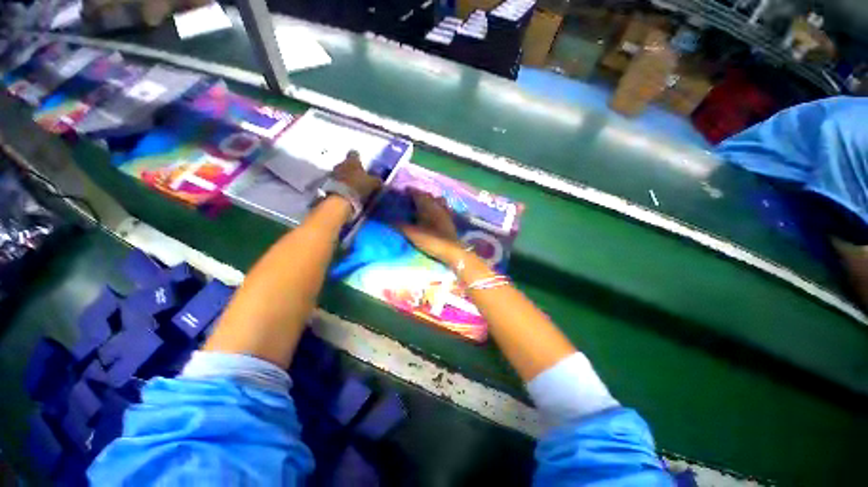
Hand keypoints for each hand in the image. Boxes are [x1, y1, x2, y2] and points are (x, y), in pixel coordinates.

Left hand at [332, 150, 381, 200]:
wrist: (340, 198)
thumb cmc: (359, 186)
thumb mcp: (373, 183)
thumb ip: (377, 180)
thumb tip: (379, 180)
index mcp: (352, 160)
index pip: (354, 154)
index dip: (358, 158)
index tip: (361, 163)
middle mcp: (340, 163)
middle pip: (346, 164)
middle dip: (351, 169)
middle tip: (357, 177)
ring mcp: (332, 174)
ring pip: (340, 173)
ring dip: (345, 178)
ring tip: (351, 186)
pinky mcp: (327, 184)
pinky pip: (336, 182)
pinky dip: (340, 186)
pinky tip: (346, 192)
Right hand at [399, 188, 462, 264]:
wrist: (452, 251)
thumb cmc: (431, 240)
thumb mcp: (412, 233)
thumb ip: (400, 225)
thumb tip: (388, 218)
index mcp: (427, 206)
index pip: (418, 193)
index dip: (411, 191)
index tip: (404, 190)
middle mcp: (437, 205)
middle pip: (428, 195)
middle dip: (420, 194)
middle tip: (411, 198)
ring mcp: (446, 212)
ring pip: (438, 200)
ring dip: (430, 200)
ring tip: (423, 204)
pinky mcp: (450, 220)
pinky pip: (444, 208)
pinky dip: (438, 207)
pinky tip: (435, 213)